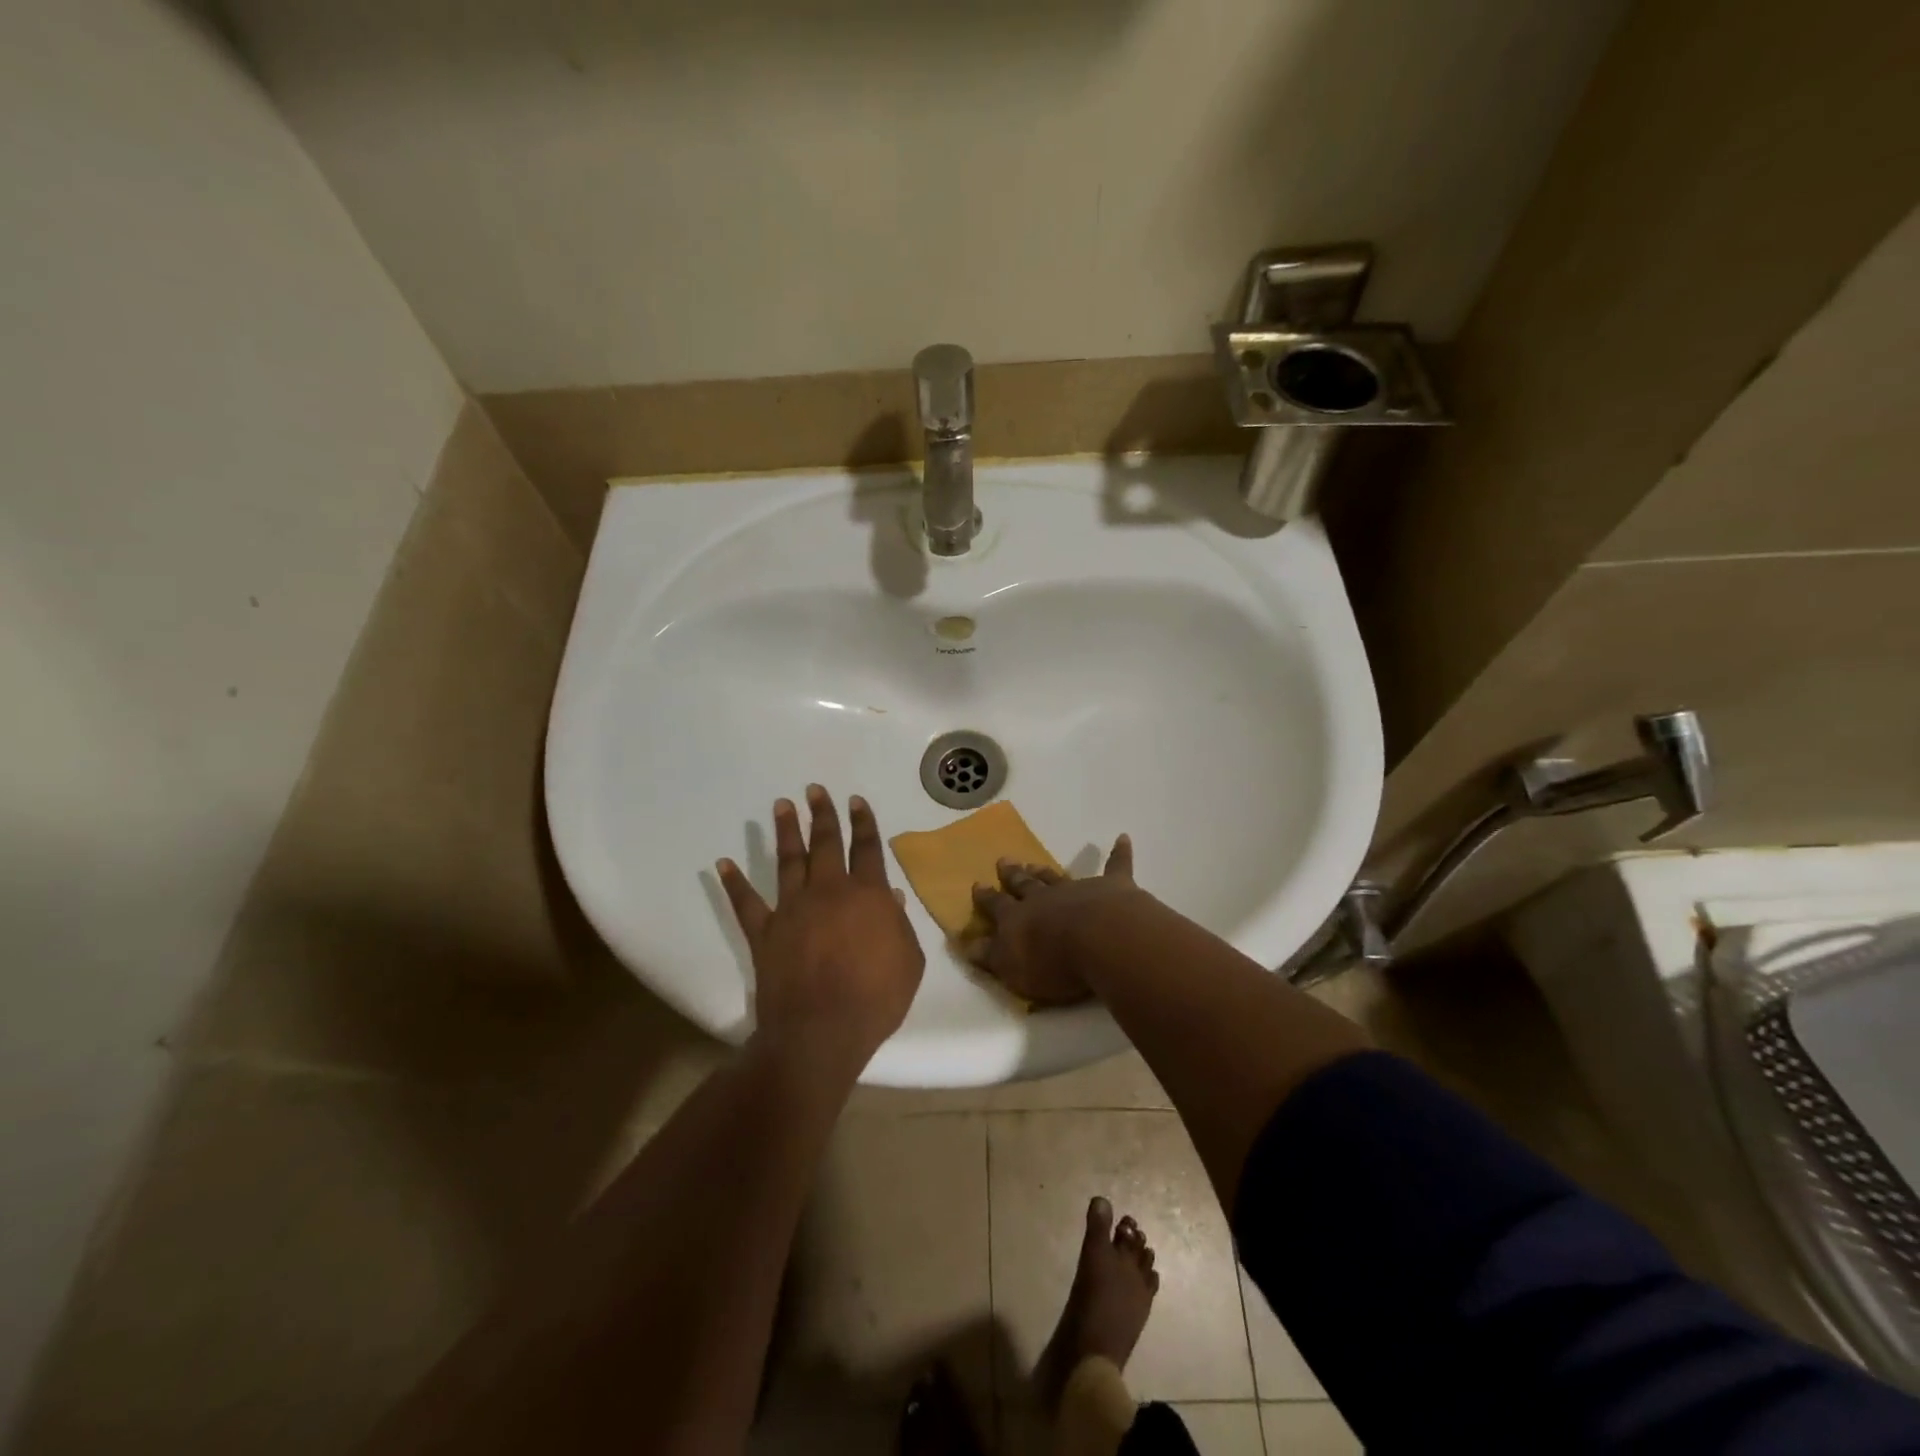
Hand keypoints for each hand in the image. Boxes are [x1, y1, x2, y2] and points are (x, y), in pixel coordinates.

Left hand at [717, 786, 924, 1070]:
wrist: (821, 1031)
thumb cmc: (875, 998)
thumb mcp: (908, 962)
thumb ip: (898, 925)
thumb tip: (888, 897)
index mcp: (867, 895)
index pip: (866, 849)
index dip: (863, 822)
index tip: (856, 800)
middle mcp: (828, 891)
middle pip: (825, 843)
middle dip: (822, 814)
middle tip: (814, 790)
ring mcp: (792, 909)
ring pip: (788, 860)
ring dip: (785, 832)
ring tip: (782, 806)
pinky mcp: (765, 932)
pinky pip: (746, 903)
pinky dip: (734, 883)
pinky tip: (723, 863)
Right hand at [966, 835, 1149, 1005]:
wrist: (1100, 940)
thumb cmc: (1053, 962)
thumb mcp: (1011, 967)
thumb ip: (990, 955)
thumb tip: (966, 944)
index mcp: (1018, 918)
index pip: (997, 906)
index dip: (986, 898)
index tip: (977, 885)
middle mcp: (1045, 898)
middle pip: (1025, 884)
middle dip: (1013, 875)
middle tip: (1004, 861)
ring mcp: (1079, 889)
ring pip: (1057, 877)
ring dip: (1045, 871)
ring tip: (1034, 862)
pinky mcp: (1113, 887)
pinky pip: (1116, 866)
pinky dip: (1119, 853)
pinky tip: (1122, 838)